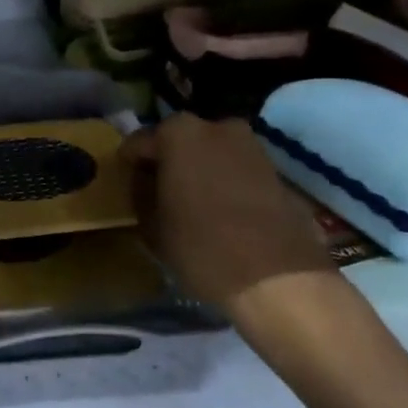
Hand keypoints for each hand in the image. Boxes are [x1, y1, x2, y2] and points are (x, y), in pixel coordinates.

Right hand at [123, 114, 338, 333]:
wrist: (280, 280)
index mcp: (178, 132)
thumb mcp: (152, 225)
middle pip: (178, 142)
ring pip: (210, 154)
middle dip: (167, 163)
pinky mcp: (275, 170)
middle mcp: (216, 127)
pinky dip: (224, 183)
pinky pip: (235, 170)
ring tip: (190, 204)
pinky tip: (220, 212)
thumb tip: (144, 181)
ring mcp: (251, 146)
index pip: (139, 143)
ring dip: (198, 172)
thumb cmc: (202, 247)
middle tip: (158, 193)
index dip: (130, 166)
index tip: (127, 186)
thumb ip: (141, 193)